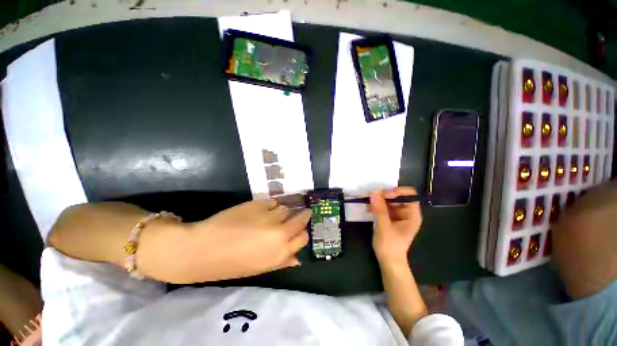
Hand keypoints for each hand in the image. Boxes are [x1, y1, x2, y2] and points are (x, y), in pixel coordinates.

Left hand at [139, 199, 310, 283]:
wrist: (203, 248)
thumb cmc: (231, 264)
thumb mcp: (260, 268)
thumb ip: (282, 261)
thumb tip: (297, 258)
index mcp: (280, 252)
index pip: (303, 237)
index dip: (302, 232)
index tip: (300, 228)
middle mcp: (280, 232)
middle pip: (301, 218)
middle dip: (302, 215)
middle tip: (297, 214)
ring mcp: (270, 216)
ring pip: (286, 208)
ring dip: (282, 211)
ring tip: (272, 215)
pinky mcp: (259, 203)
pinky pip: (272, 202)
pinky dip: (270, 206)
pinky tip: (260, 211)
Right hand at [370, 187, 421, 264]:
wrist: (388, 261)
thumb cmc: (390, 246)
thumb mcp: (384, 226)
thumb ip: (379, 209)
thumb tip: (374, 192)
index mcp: (412, 215)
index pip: (409, 195)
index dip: (397, 191)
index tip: (383, 195)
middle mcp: (407, 213)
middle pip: (397, 197)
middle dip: (383, 195)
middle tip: (370, 196)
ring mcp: (398, 216)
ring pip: (389, 201)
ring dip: (378, 201)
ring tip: (366, 202)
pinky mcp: (390, 218)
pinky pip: (384, 208)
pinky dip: (376, 207)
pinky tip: (368, 209)